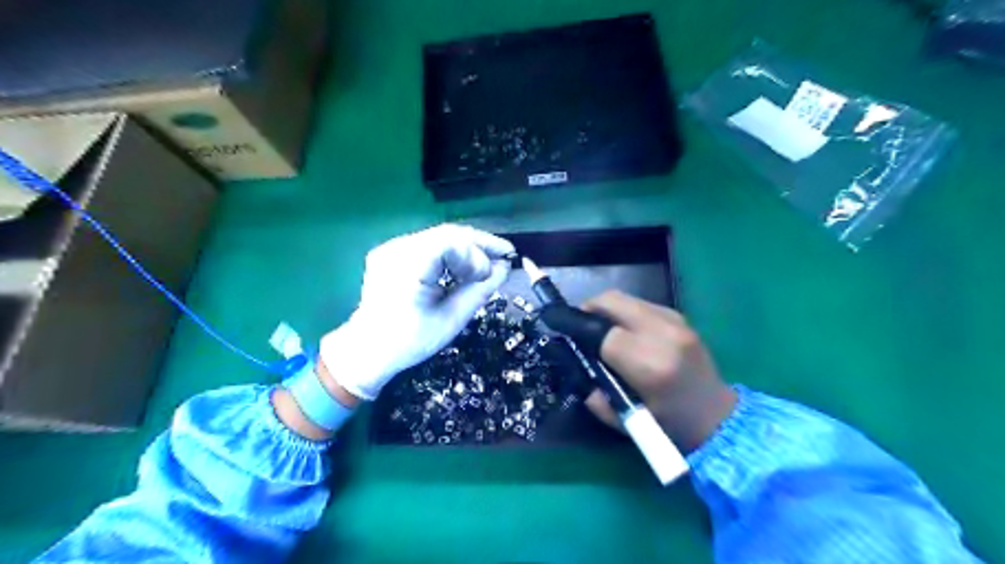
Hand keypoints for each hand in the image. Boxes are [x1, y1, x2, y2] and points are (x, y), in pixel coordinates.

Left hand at [319, 222, 512, 400]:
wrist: (367, 351)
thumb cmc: (409, 341)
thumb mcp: (451, 319)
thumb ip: (479, 290)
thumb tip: (504, 269)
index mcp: (407, 266)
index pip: (451, 242)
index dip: (479, 252)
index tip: (499, 268)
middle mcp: (397, 249)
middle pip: (447, 234)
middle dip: (479, 243)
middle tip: (505, 254)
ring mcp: (392, 248)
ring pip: (439, 237)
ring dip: (467, 248)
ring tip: (488, 263)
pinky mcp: (392, 253)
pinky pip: (429, 245)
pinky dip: (451, 253)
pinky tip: (464, 265)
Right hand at [577, 292, 735, 453]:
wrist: (718, 418)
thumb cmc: (671, 426)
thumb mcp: (625, 420)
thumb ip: (594, 392)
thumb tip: (575, 362)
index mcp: (650, 365)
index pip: (603, 332)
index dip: (579, 329)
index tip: (565, 333)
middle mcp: (664, 335)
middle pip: (613, 301)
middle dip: (589, 308)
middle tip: (579, 325)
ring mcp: (676, 322)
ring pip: (626, 298)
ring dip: (607, 309)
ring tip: (600, 328)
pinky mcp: (681, 317)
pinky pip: (641, 304)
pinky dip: (624, 312)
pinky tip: (624, 331)